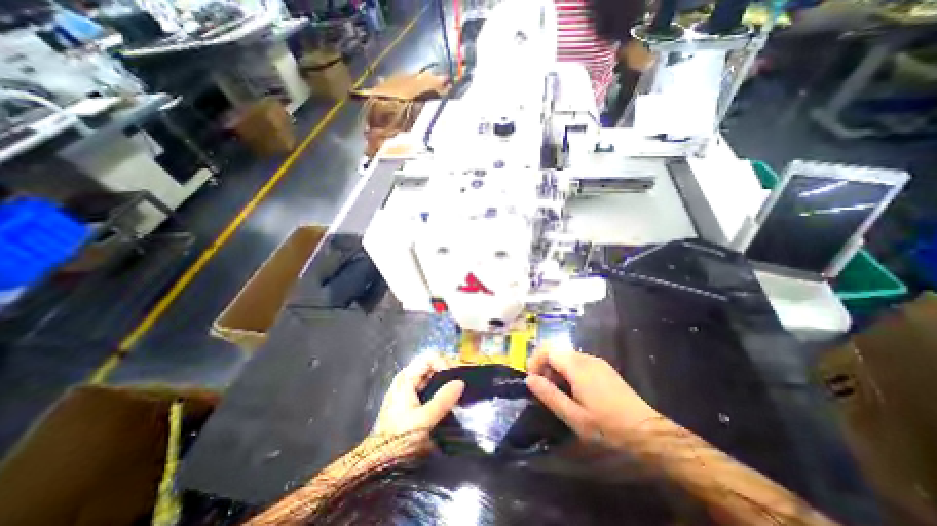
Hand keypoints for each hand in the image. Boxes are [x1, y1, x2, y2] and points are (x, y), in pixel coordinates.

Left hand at [369, 355, 463, 458]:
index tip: (456, 379)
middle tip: (461, 386)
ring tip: (459, 394)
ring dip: (445, 383)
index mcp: (406, 377)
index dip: (444, 364)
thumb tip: (461, 382)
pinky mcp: (412, 402)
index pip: (430, 357)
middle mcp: (407, 379)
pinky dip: (441, 392)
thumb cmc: (399, 438)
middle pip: (432, 365)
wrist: (379, 463)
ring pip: (432, 378)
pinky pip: (430, 389)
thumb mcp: (423, 420)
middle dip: (447, 373)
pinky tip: (450, 402)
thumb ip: (443, 400)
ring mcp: (409, 390)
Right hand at [526, 345, 657, 447]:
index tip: (533, 381)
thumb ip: (549, 395)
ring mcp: (597, 362)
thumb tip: (529, 379)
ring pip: (567, 357)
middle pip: (556, 351)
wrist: (650, 434)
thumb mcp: (574, 417)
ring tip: (559, 394)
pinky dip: (568, 372)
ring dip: (556, 370)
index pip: (547, 350)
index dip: (535, 361)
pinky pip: (578, 362)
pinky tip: (575, 392)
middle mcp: (586, 358)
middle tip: (545, 391)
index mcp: (577, 366)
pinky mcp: (604, 368)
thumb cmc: (608, 427)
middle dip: (545, 367)